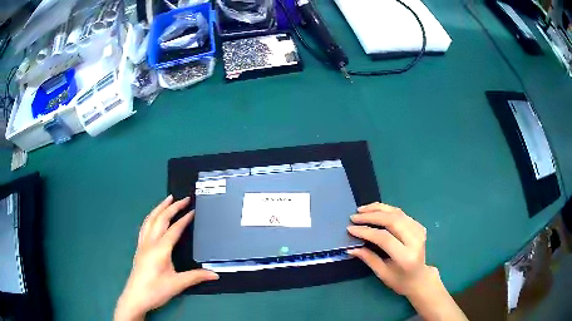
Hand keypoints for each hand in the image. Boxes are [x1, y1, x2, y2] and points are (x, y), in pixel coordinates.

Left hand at [114, 196, 218, 320]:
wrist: (136, 297)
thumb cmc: (156, 290)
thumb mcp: (178, 284)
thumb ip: (196, 277)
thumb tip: (216, 274)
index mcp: (161, 249)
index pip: (174, 229)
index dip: (184, 219)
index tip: (193, 210)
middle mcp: (150, 242)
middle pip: (161, 219)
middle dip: (172, 207)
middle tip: (184, 199)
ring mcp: (143, 244)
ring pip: (150, 220)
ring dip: (159, 208)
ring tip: (168, 200)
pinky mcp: (140, 248)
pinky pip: (145, 226)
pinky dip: (151, 217)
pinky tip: (153, 217)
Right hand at [347, 202, 431, 296]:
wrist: (420, 278)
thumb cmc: (400, 280)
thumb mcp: (382, 274)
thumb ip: (368, 258)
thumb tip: (351, 248)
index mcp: (406, 256)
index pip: (384, 238)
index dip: (366, 231)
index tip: (350, 228)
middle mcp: (415, 240)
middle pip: (392, 220)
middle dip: (371, 216)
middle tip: (354, 216)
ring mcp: (419, 231)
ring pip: (397, 213)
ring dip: (378, 209)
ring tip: (362, 209)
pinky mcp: (418, 226)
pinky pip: (401, 213)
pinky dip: (387, 210)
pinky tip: (375, 210)